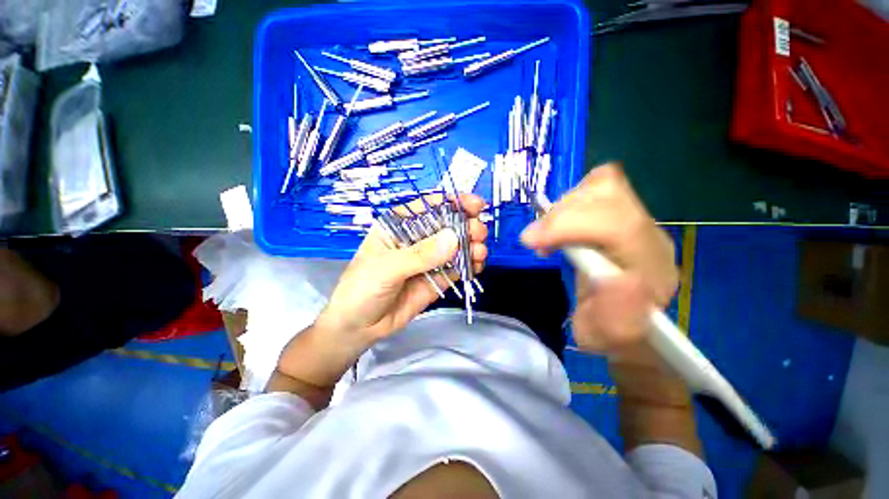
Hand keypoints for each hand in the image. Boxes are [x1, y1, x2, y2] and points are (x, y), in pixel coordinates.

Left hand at [317, 193, 487, 351]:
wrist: (359, 327)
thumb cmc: (362, 288)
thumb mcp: (387, 267)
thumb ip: (420, 254)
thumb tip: (454, 238)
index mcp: (400, 226)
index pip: (428, 207)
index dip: (452, 202)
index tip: (475, 205)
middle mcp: (417, 239)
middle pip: (447, 225)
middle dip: (466, 225)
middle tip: (478, 233)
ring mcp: (429, 260)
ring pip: (456, 246)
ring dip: (472, 245)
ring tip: (480, 252)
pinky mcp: (437, 278)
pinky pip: (458, 267)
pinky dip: (471, 265)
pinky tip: (477, 266)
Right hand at [520, 164, 677, 360]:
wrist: (630, 321)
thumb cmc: (612, 333)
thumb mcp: (605, 338)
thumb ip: (613, 317)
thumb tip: (613, 278)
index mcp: (652, 269)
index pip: (619, 226)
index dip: (568, 225)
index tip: (530, 241)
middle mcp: (650, 235)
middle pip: (609, 193)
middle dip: (561, 213)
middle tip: (536, 240)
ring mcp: (637, 218)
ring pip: (602, 184)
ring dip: (563, 206)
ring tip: (548, 235)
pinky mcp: (621, 212)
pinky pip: (596, 187)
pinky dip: (569, 200)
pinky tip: (559, 226)